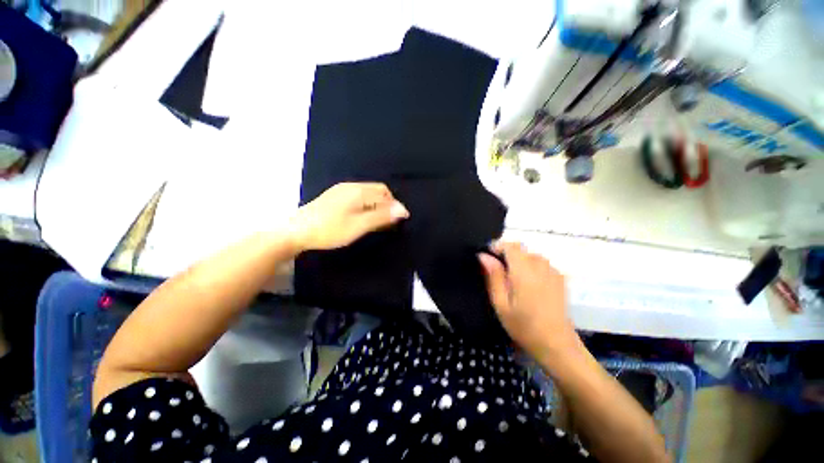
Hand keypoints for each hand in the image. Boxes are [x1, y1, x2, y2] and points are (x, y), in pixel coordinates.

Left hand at [288, 183, 408, 251]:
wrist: (296, 231)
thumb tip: (402, 210)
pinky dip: (367, 205)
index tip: (401, 220)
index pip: (385, 193)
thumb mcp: (359, 225)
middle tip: (389, 222)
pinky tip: (363, 217)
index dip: (395, 205)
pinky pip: (358, 197)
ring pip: (368, 194)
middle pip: (377, 191)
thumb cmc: (330, 230)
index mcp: (358, 191)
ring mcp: (341, 190)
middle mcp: (351, 186)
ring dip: (377, 205)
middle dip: (387, 204)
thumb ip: (381, 216)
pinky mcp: (335, 197)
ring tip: (378, 221)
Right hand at [479, 242, 579, 361]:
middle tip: (496, 271)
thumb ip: (493, 276)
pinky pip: (541, 263)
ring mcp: (553, 271)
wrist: (557, 345)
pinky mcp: (559, 278)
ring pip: (531, 255)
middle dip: (506, 254)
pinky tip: (527, 283)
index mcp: (524, 271)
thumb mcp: (501, 303)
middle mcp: (540, 266)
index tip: (487, 256)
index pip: (511, 246)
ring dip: (518, 260)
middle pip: (521, 249)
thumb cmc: (523, 326)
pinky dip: (530, 265)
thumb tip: (483, 255)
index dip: (497, 246)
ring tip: (511, 278)